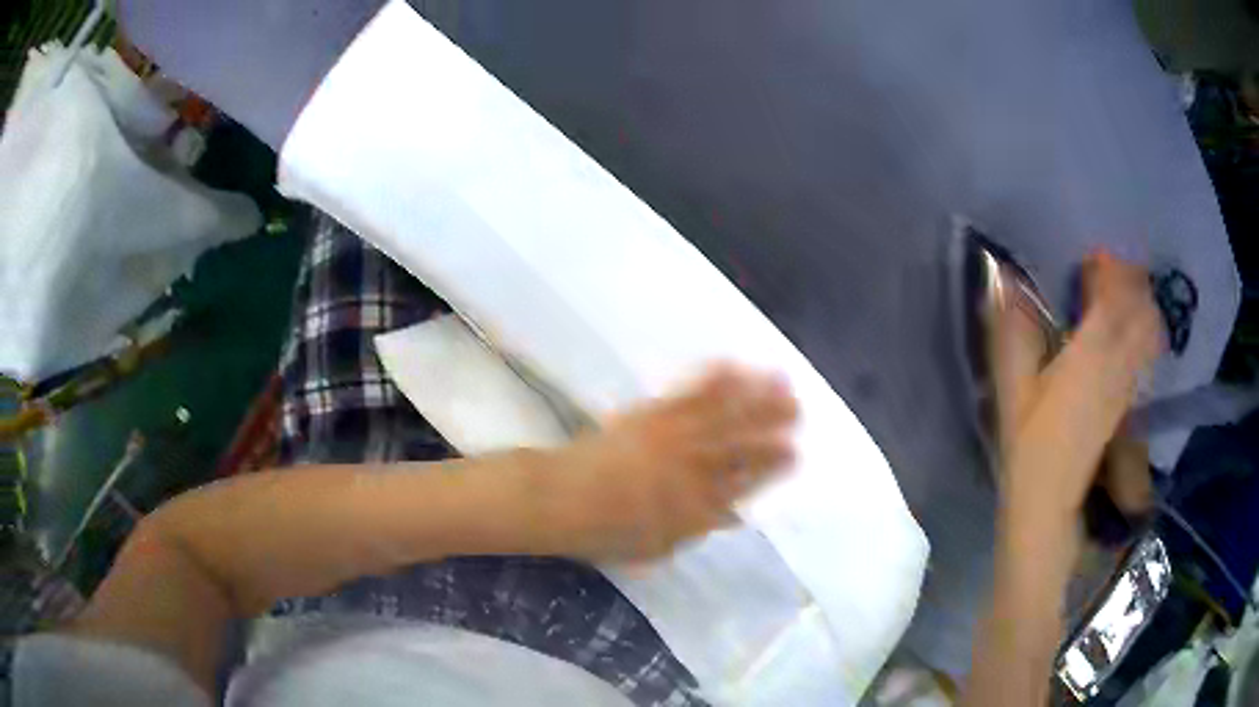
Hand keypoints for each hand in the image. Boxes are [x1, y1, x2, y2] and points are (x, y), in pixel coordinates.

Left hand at [531, 365, 797, 561]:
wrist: (560, 499)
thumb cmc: (605, 532)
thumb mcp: (656, 547)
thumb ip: (698, 528)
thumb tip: (734, 515)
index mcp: (695, 504)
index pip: (744, 481)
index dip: (772, 466)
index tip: (795, 453)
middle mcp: (689, 467)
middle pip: (740, 441)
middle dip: (773, 424)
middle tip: (800, 408)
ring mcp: (670, 436)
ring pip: (722, 413)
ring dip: (754, 395)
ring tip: (781, 379)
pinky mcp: (649, 414)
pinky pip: (687, 393)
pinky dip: (713, 378)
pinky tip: (732, 364)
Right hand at [1003, 251, 1165, 534]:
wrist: (1048, 502)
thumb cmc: (1028, 446)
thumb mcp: (1012, 388)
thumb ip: (1012, 331)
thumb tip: (1002, 277)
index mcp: (1090, 355)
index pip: (1115, 296)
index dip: (1109, 267)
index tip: (1092, 256)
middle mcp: (1118, 364)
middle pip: (1141, 308)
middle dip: (1131, 281)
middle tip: (1109, 270)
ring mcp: (1128, 384)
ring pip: (1150, 329)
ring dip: (1141, 303)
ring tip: (1121, 295)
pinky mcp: (1129, 401)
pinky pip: (1147, 353)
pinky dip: (1143, 330)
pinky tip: (1128, 330)